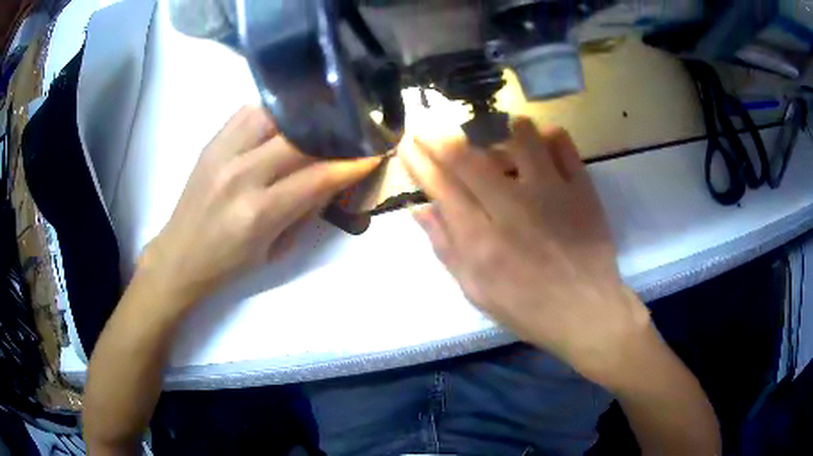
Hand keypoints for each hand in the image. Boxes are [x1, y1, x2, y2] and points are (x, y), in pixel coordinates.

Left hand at [140, 106, 378, 306]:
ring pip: (272, 114)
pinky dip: (273, 112)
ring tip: (320, 117)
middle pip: (297, 137)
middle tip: (352, 130)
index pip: (317, 176)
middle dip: (332, 131)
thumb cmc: (229, 263)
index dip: (351, 162)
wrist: (180, 255)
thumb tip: (335, 179)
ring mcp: (222, 153)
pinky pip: (247, 112)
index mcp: (258, 213)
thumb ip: (305, 210)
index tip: (374, 151)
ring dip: (301, 114)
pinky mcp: (211, 142)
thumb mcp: (275, 248)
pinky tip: (285, 118)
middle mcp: (239, 175)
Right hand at [399, 118, 650, 387]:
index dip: (419, 160)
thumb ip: (446, 248)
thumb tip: (420, 209)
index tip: (407, 143)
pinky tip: (540, 144)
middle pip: (469, 157)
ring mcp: (551, 193)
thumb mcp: (476, 290)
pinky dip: (546, 135)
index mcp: (482, 240)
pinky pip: (562, 144)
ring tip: (495, 138)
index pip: (441, 186)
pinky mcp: (581, 189)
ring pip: (520, 137)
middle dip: (441, 136)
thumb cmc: (527, 307)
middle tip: (430, 126)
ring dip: (499, 130)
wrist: (585, 311)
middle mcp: (512, 208)